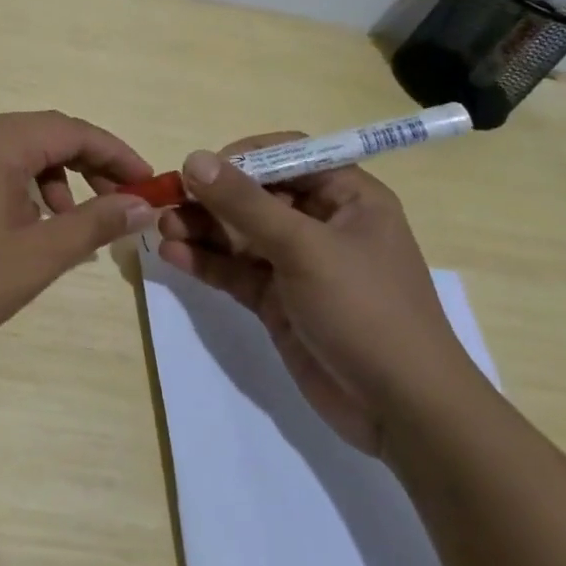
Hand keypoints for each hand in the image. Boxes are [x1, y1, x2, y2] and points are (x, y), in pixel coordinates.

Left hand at [0, 112, 157, 385]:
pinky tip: (30, 229)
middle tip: (121, 204)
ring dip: (56, 180)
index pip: (72, 130)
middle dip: (89, 166)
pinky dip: (23, 190)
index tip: (149, 184)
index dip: (117, 154)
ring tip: (73, 225)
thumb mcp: (38, 255)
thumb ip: (95, 223)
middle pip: (46, 136)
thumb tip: (142, 204)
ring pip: (19, 153)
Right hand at [156, 137, 483, 455]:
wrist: (402, 410)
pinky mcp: (278, 301)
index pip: (289, 155)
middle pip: (257, 195)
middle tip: (168, 201)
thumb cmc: (366, 310)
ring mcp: (298, 265)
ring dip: (202, 229)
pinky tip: (173, 256)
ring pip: (240, 234)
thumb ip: (246, 204)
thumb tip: (194, 159)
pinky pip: (236, 271)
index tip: (201, 169)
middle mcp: (322, 224)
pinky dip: (206, 262)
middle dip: (212, 197)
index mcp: (348, 198)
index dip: (244, 157)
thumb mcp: (305, 248)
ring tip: (162, 229)